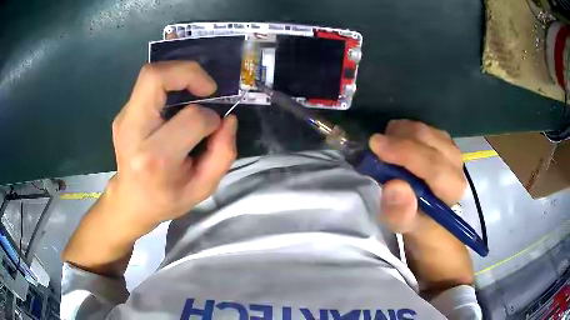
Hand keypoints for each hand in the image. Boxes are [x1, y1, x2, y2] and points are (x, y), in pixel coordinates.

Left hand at [109, 61, 236, 232]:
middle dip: (188, 72)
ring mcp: (124, 119)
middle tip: (207, 88)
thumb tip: (228, 119)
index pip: (191, 118)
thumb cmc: (166, 199)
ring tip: (195, 90)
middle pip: (155, 78)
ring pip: (150, 75)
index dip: (210, 118)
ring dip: (179, 74)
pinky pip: (147, 86)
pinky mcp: (123, 114)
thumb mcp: (203, 188)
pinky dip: (168, 85)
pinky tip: (176, 104)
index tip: (214, 127)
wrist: (131, 201)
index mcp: (155, 158)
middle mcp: (134, 132)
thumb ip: (223, 154)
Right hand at [369, 120, 472, 294]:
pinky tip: (400, 139)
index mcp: (451, 190)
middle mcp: (457, 168)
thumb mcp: (409, 231)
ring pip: (430, 131)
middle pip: (431, 141)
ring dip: (405, 131)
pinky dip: (410, 130)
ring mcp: (452, 155)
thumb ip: (402, 214)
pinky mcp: (446, 148)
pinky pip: (428, 130)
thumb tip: (394, 186)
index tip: (375, 144)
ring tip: (387, 141)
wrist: (434, 224)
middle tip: (376, 144)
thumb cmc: (421, 230)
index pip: (432, 165)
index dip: (404, 152)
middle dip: (401, 137)